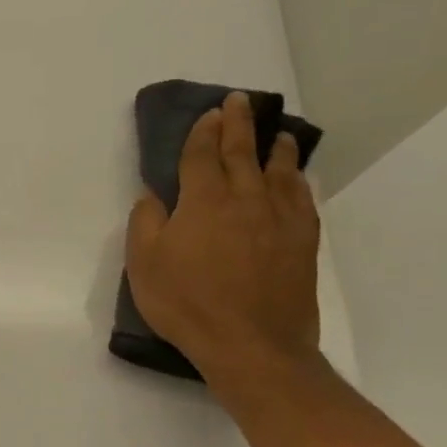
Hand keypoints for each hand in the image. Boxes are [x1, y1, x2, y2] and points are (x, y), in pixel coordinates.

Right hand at [126, 91, 319, 383]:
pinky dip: (297, 182)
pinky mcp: (301, 244)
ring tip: (277, 134)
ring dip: (275, 149)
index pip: (202, 156)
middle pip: (242, 153)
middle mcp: (245, 200)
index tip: (210, 112)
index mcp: (203, 202)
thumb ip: (146, 223)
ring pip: (279, 172)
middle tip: (240, 102)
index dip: (204, 132)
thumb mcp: (144, 264)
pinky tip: (296, 179)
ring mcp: (278, 221)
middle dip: (238, 125)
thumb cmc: (187, 303)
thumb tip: (153, 196)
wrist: (251, 344)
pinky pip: (302, 201)